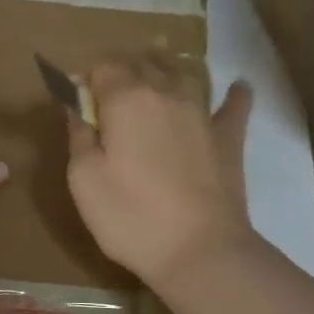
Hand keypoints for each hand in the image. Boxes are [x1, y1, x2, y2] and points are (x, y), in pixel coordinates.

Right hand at [64, 56, 256, 288]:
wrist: (199, 251)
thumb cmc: (130, 215)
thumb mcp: (84, 178)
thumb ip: (78, 134)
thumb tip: (76, 104)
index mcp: (126, 99)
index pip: (102, 67)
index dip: (87, 80)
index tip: (78, 102)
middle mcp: (166, 93)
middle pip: (142, 63)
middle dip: (122, 70)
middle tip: (108, 94)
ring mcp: (202, 112)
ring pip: (182, 72)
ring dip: (164, 70)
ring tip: (154, 78)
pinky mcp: (228, 137)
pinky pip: (234, 104)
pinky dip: (233, 94)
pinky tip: (237, 88)